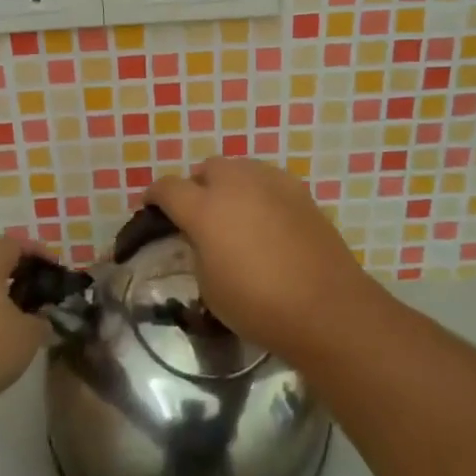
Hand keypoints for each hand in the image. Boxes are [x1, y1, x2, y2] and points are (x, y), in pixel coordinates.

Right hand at [144, 158, 373, 358]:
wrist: (325, 306)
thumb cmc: (258, 305)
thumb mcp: (209, 286)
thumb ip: (198, 250)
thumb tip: (202, 237)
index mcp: (204, 208)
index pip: (168, 188)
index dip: (154, 195)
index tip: (150, 206)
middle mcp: (235, 183)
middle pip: (206, 169)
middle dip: (196, 186)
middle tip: (198, 213)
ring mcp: (270, 182)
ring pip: (239, 168)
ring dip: (228, 184)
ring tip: (233, 213)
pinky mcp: (298, 189)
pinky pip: (267, 179)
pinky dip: (257, 191)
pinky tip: (265, 217)